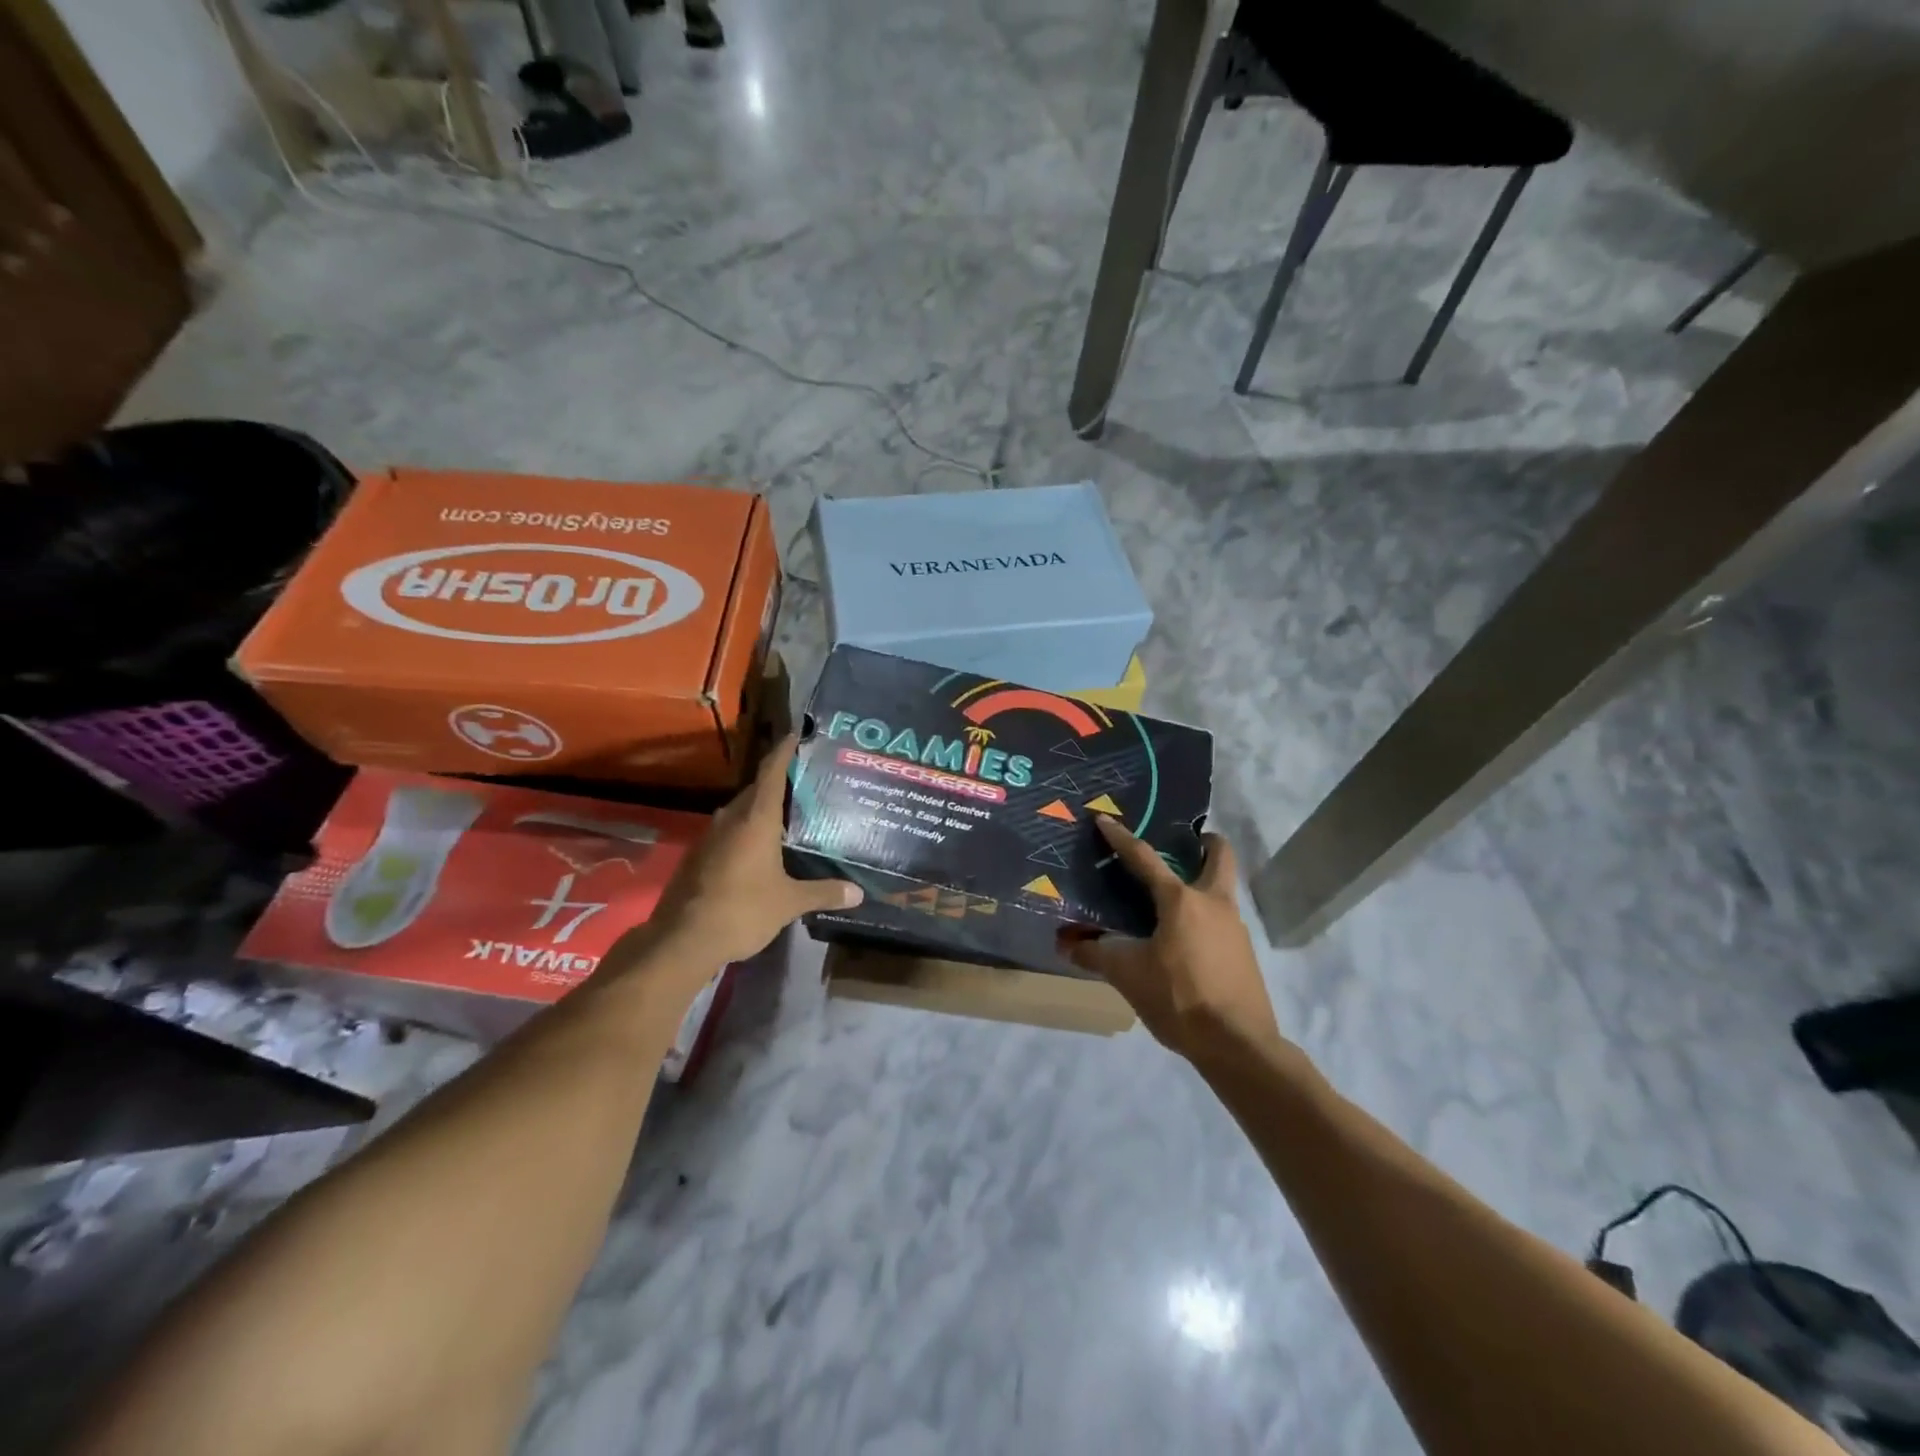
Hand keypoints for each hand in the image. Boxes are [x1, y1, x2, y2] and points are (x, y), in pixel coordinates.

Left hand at [629, 736, 861, 976]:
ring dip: (762, 810)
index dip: (784, 751)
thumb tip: (858, 892)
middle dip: (779, 783)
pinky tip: (763, 849)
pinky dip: (748, 831)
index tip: (797, 734)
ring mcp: (710, 837)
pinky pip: (729, 832)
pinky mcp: (699, 857)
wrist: (682, 940)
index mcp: (755, 819)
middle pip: (756, 790)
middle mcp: (731, 819)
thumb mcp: (789, 902)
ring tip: (790, 816)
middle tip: (807, 783)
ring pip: (741, 812)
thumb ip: (823, 892)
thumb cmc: (742, 910)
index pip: (771, 772)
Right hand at [1065, 817, 1285, 1064]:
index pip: (1145, 858)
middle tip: (1182, 844)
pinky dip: (1203, 916)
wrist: (1238, 1045)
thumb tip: (1066, 943)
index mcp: (1182, 901)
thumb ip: (1095, 954)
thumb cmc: (1180, 998)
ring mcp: (1235, 928)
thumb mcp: (1127, 975)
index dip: (1121, 838)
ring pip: (1221, 889)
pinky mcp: (1243, 953)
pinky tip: (1182, 939)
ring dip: (1201, 882)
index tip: (1105, 819)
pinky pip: (1221, 920)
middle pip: (1219, 856)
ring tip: (1170, 897)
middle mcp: (1214, 904)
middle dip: (1204, 843)